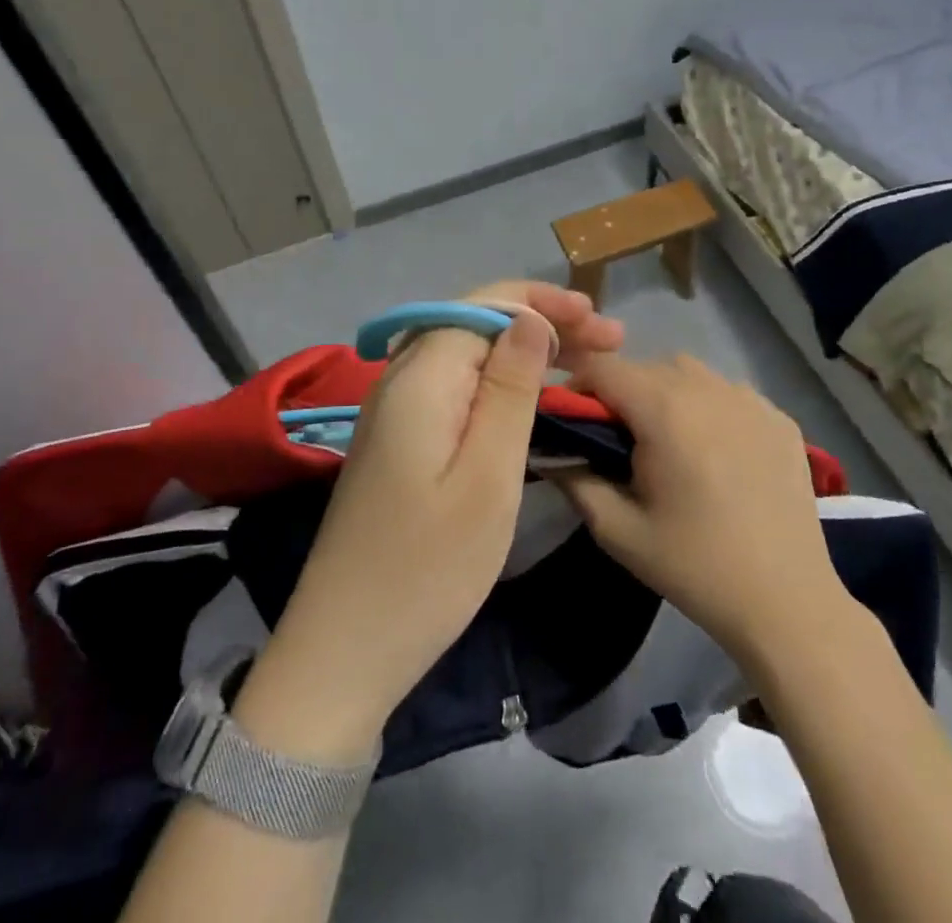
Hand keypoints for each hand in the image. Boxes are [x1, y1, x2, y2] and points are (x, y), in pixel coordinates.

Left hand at [230, 283, 622, 761]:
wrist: (344, 649)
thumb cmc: (428, 568)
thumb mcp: (487, 476)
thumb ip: (509, 389)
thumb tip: (530, 319)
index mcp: (421, 376)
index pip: (486, 305)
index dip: (545, 302)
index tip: (599, 320)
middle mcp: (401, 378)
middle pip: (477, 323)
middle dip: (543, 321)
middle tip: (608, 341)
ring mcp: (395, 409)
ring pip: (467, 353)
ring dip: (525, 349)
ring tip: (583, 362)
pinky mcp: (398, 439)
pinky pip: (455, 386)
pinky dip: (499, 381)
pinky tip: (531, 396)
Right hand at [552, 354, 840, 663]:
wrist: (787, 602)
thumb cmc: (695, 566)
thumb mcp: (618, 531)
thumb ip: (574, 479)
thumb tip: (551, 449)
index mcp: (664, 410)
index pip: (604, 367)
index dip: (578, 386)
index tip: (573, 421)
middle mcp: (707, 388)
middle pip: (646, 367)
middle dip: (621, 393)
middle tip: (619, 441)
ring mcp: (750, 399)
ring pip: (689, 372)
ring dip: (666, 392)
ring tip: (669, 441)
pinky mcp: (779, 417)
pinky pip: (729, 392)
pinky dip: (710, 406)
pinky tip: (717, 451)